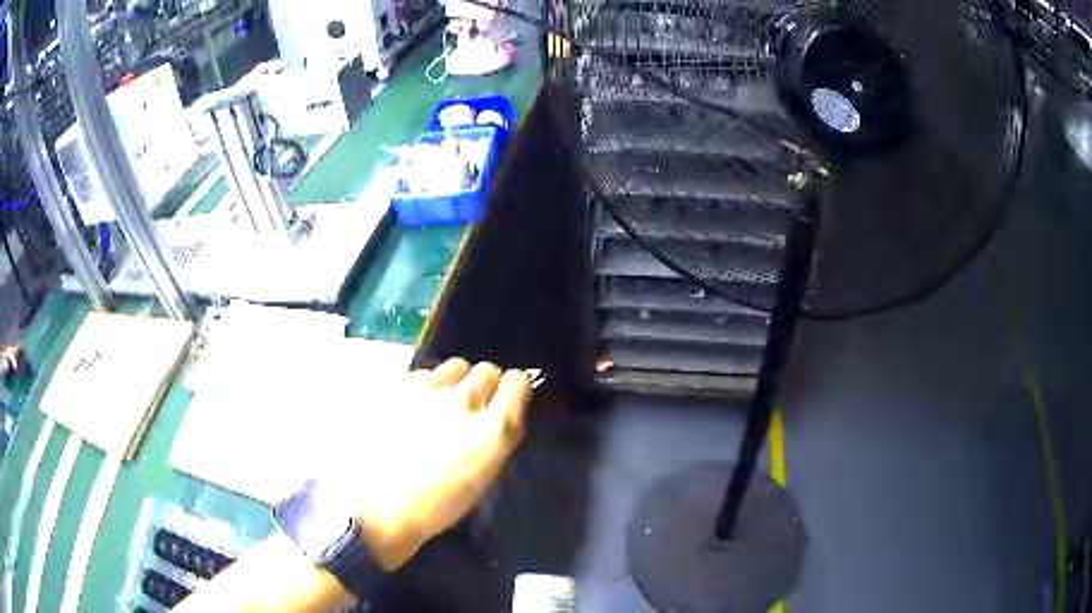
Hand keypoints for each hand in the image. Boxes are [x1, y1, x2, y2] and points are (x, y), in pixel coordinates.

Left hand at [337, 359, 530, 570]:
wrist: (378, 507)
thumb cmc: (436, 505)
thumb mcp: (483, 477)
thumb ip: (495, 438)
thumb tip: (495, 415)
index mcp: (493, 430)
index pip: (518, 382)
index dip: (513, 389)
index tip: (506, 399)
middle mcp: (464, 401)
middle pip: (486, 369)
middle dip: (484, 384)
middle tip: (471, 406)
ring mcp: (428, 391)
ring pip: (454, 366)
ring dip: (454, 382)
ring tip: (439, 405)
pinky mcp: (397, 386)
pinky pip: (422, 374)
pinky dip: (423, 387)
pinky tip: (409, 409)